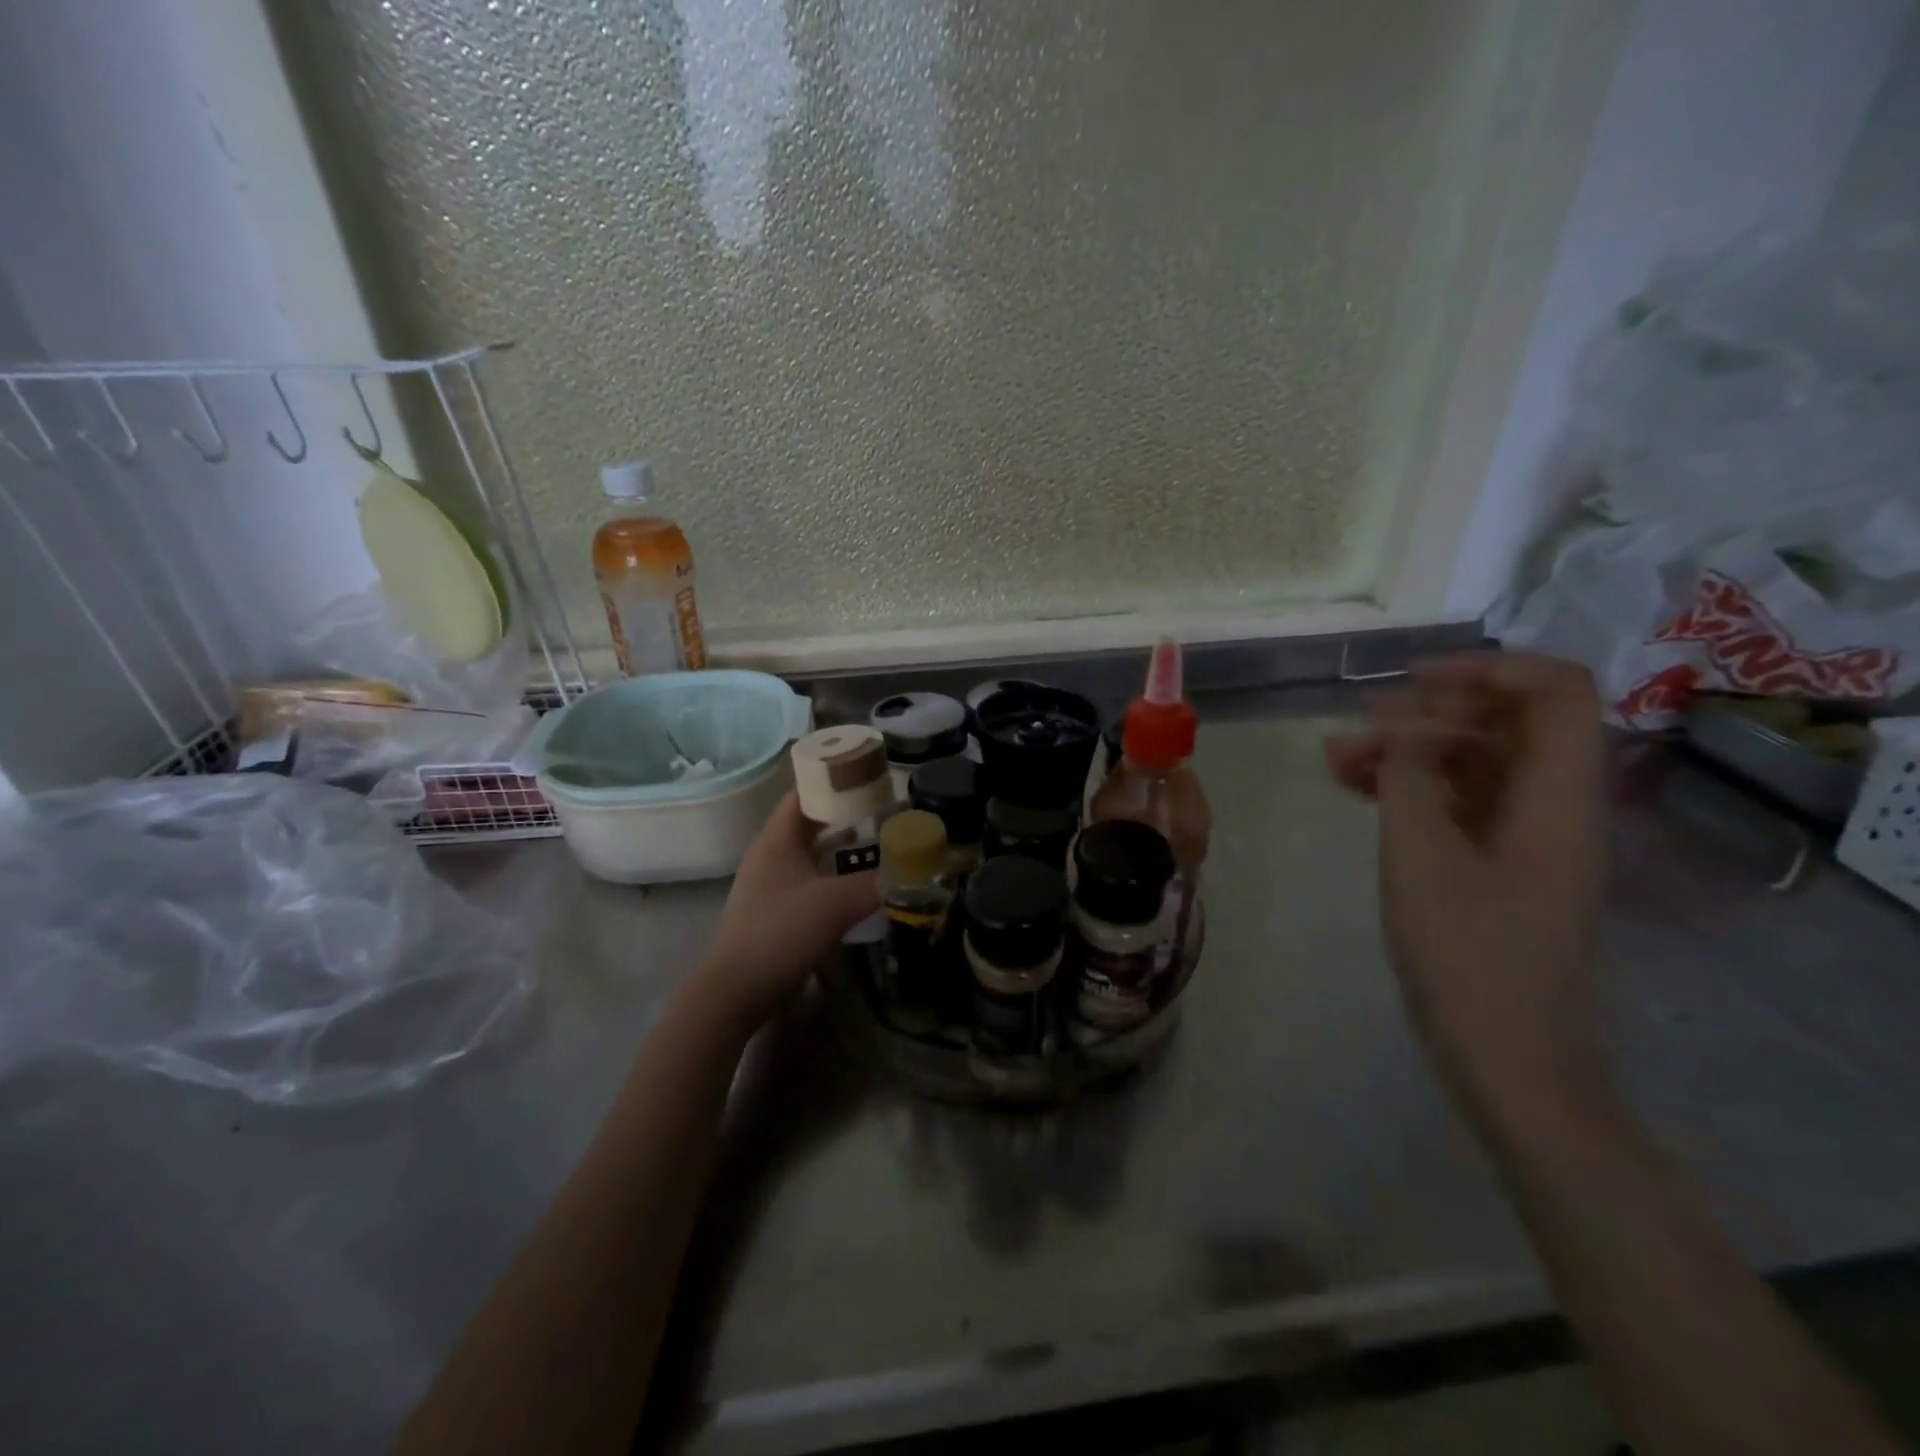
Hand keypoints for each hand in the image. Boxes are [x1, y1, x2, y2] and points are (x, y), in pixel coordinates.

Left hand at [695, 792, 880, 1034]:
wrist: (737, 991)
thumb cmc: (781, 932)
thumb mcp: (837, 903)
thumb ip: (877, 882)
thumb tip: (912, 871)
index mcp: (776, 839)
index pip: (805, 793)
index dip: (835, 783)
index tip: (870, 781)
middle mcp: (770, 854)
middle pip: (810, 823)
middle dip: (847, 817)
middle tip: (885, 814)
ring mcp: (769, 884)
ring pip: (811, 854)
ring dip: (842, 849)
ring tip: (879, 846)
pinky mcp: (774, 910)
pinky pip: (809, 880)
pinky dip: (833, 876)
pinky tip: (858, 887)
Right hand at [1325, 653, 1611, 1122]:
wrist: (1507, 1059)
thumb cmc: (1468, 956)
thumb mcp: (1421, 857)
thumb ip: (1409, 778)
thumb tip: (1402, 732)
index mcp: (1557, 797)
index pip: (1554, 693)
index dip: (1488, 669)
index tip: (1413, 681)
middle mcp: (1551, 806)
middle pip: (1507, 722)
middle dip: (1430, 710)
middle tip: (1362, 720)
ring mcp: (1523, 837)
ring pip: (1471, 762)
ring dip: (1407, 749)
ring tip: (1335, 755)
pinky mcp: (1496, 865)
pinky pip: (1455, 802)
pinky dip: (1407, 786)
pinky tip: (1350, 785)